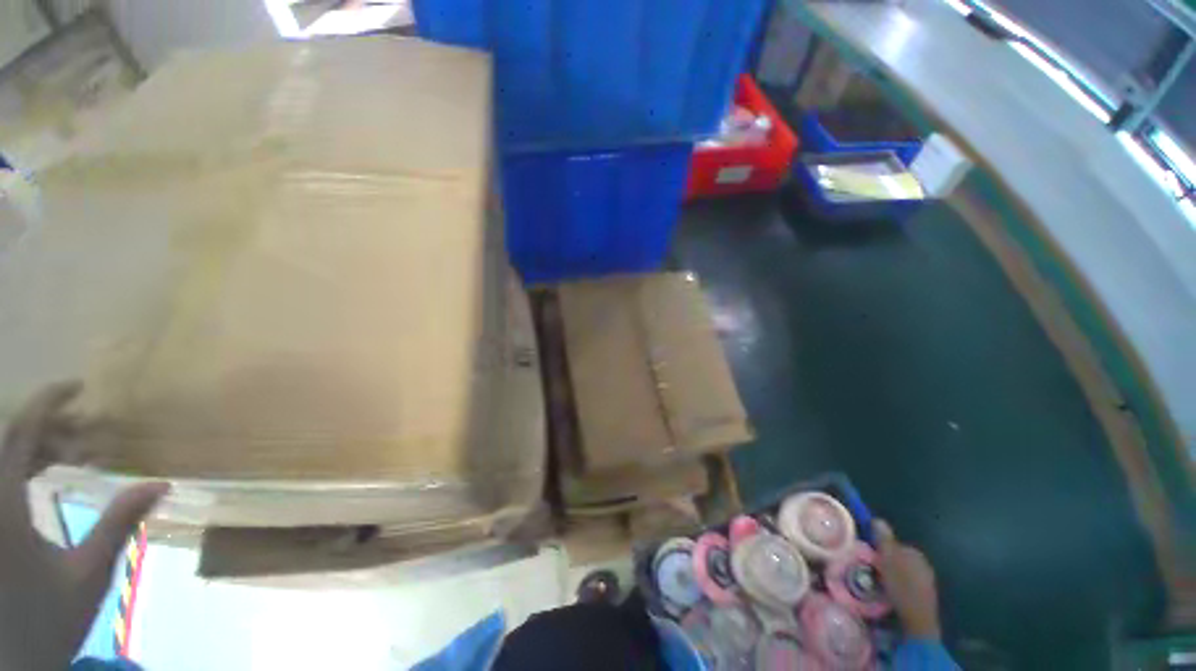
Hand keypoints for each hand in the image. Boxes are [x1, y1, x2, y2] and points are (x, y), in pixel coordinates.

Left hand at [0, 382, 167, 670]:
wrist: (13, 657)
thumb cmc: (49, 618)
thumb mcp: (88, 573)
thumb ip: (117, 525)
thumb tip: (159, 484)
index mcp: (4, 506)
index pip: (20, 433)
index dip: (47, 403)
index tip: (79, 387)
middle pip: (11, 440)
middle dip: (49, 427)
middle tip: (88, 430)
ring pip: (6, 456)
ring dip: (39, 447)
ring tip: (74, 452)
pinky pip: (5, 476)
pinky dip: (27, 466)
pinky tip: (46, 473)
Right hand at [874, 519, 940, 639]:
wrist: (918, 619)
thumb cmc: (901, 585)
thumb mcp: (888, 560)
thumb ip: (883, 539)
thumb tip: (877, 519)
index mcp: (915, 552)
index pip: (895, 544)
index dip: (881, 549)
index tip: (871, 557)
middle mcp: (923, 563)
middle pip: (899, 557)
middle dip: (887, 561)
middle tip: (873, 569)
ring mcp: (926, 580)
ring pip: (903, 571)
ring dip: (893, 574)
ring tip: (880, 582)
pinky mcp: (925, 595)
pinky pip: (908, 583)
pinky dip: (899, 585)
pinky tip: (891, 593)